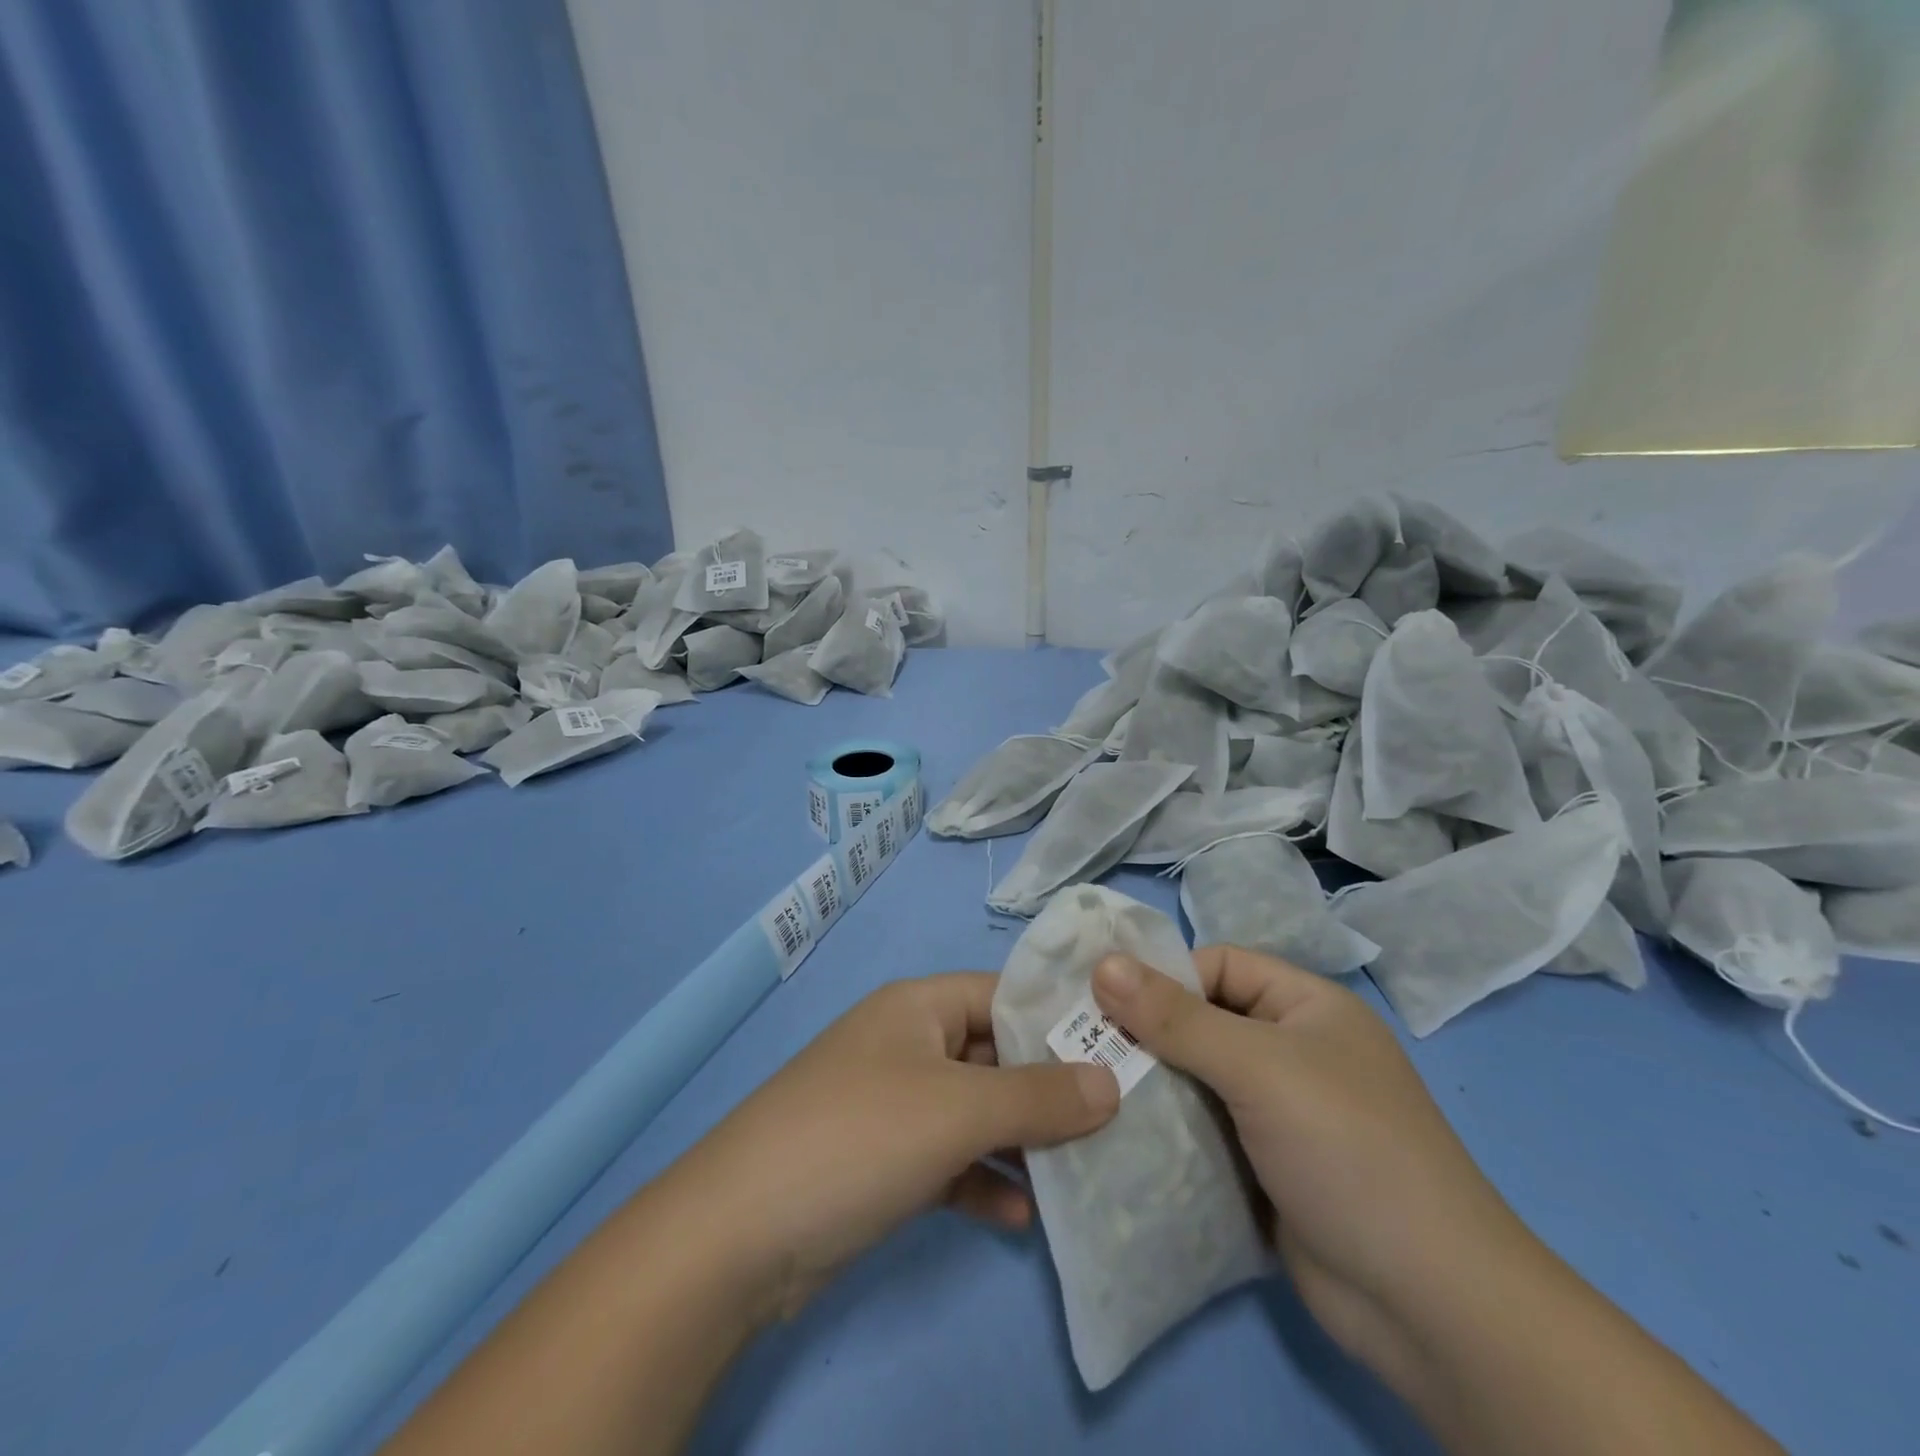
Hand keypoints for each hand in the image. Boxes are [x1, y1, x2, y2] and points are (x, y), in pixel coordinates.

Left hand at [665, 974, 1120, 1324]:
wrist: (737, 1234)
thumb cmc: (859, 1137)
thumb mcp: (958, 1110)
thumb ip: (1038, 1095)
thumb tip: (1111, 1082)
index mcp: (918, 1007)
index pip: (1002, 995)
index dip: (1058, 1018)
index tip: (1120, 1049)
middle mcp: (906, 1044)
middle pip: (992, 1054)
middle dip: (1048, 1087)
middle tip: (1116, 1119)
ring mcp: (891, 1104)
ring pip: (974, 1112)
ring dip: (1020, 1140)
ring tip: (1081, 1172)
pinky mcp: (879, 1161)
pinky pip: (947, 1160)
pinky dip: (981, 1181)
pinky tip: (1019, 1216)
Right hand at [1090, 947, 1534, 1395]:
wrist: (1429, 1306)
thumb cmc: (1348, 1151)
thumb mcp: (1259, 1068)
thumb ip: (1177, 1018)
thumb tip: (1102, 963)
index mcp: (1305, 1007)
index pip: (1218, 966)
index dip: (1162, 977)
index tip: (1100, 1000)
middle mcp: (1291, 1051)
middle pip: (1201, 1022)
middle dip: (1145, 1034)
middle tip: (1078, 1046)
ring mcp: (1278, 1114)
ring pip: (1196, 1080)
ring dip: (1150, 1086)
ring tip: (1088, 1090)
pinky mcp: (1263, 1167)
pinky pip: (1202, 1131)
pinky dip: (1167, 1131)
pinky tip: (1118, 1136)